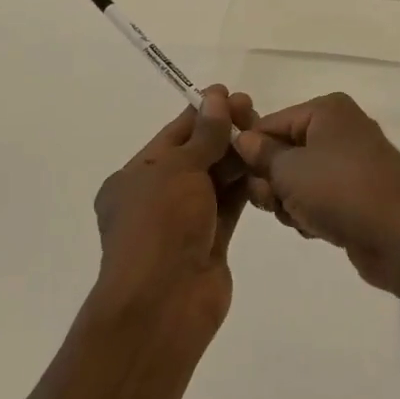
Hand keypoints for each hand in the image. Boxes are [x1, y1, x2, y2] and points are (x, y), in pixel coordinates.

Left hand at [94, 86, 255, 321]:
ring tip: (266, 132)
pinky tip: (266, 164)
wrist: (163, 303)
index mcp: (133, 178)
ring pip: (214, 180)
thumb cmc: (159, 225)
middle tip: (254, 110)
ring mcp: (183, 222)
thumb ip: (204, 135)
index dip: (202, 113)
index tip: (230, 95)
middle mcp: (156, 197)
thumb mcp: (178, 169)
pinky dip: (244, 185)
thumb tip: (217, 97)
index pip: (172, 136)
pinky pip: (228, 205)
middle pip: (195, 155)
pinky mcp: (209, 243)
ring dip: (236, 157)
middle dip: (223, 132)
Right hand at [231, 92, 399, 292]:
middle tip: (274, 202)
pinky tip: (316, 229)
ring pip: (299, 180)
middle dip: (272, 181)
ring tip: (300, 217)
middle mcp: (340, 130)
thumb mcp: (290, 170)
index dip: (251, 151)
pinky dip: (311, 213)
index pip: (271, 123)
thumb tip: (243, 139)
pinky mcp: (358, 196)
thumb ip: (261, 154)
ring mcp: (352, 164)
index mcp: (327, 110)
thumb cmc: (341, 191)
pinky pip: (319, 199)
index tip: (238, 179)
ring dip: (290, 202)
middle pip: (284, 152)